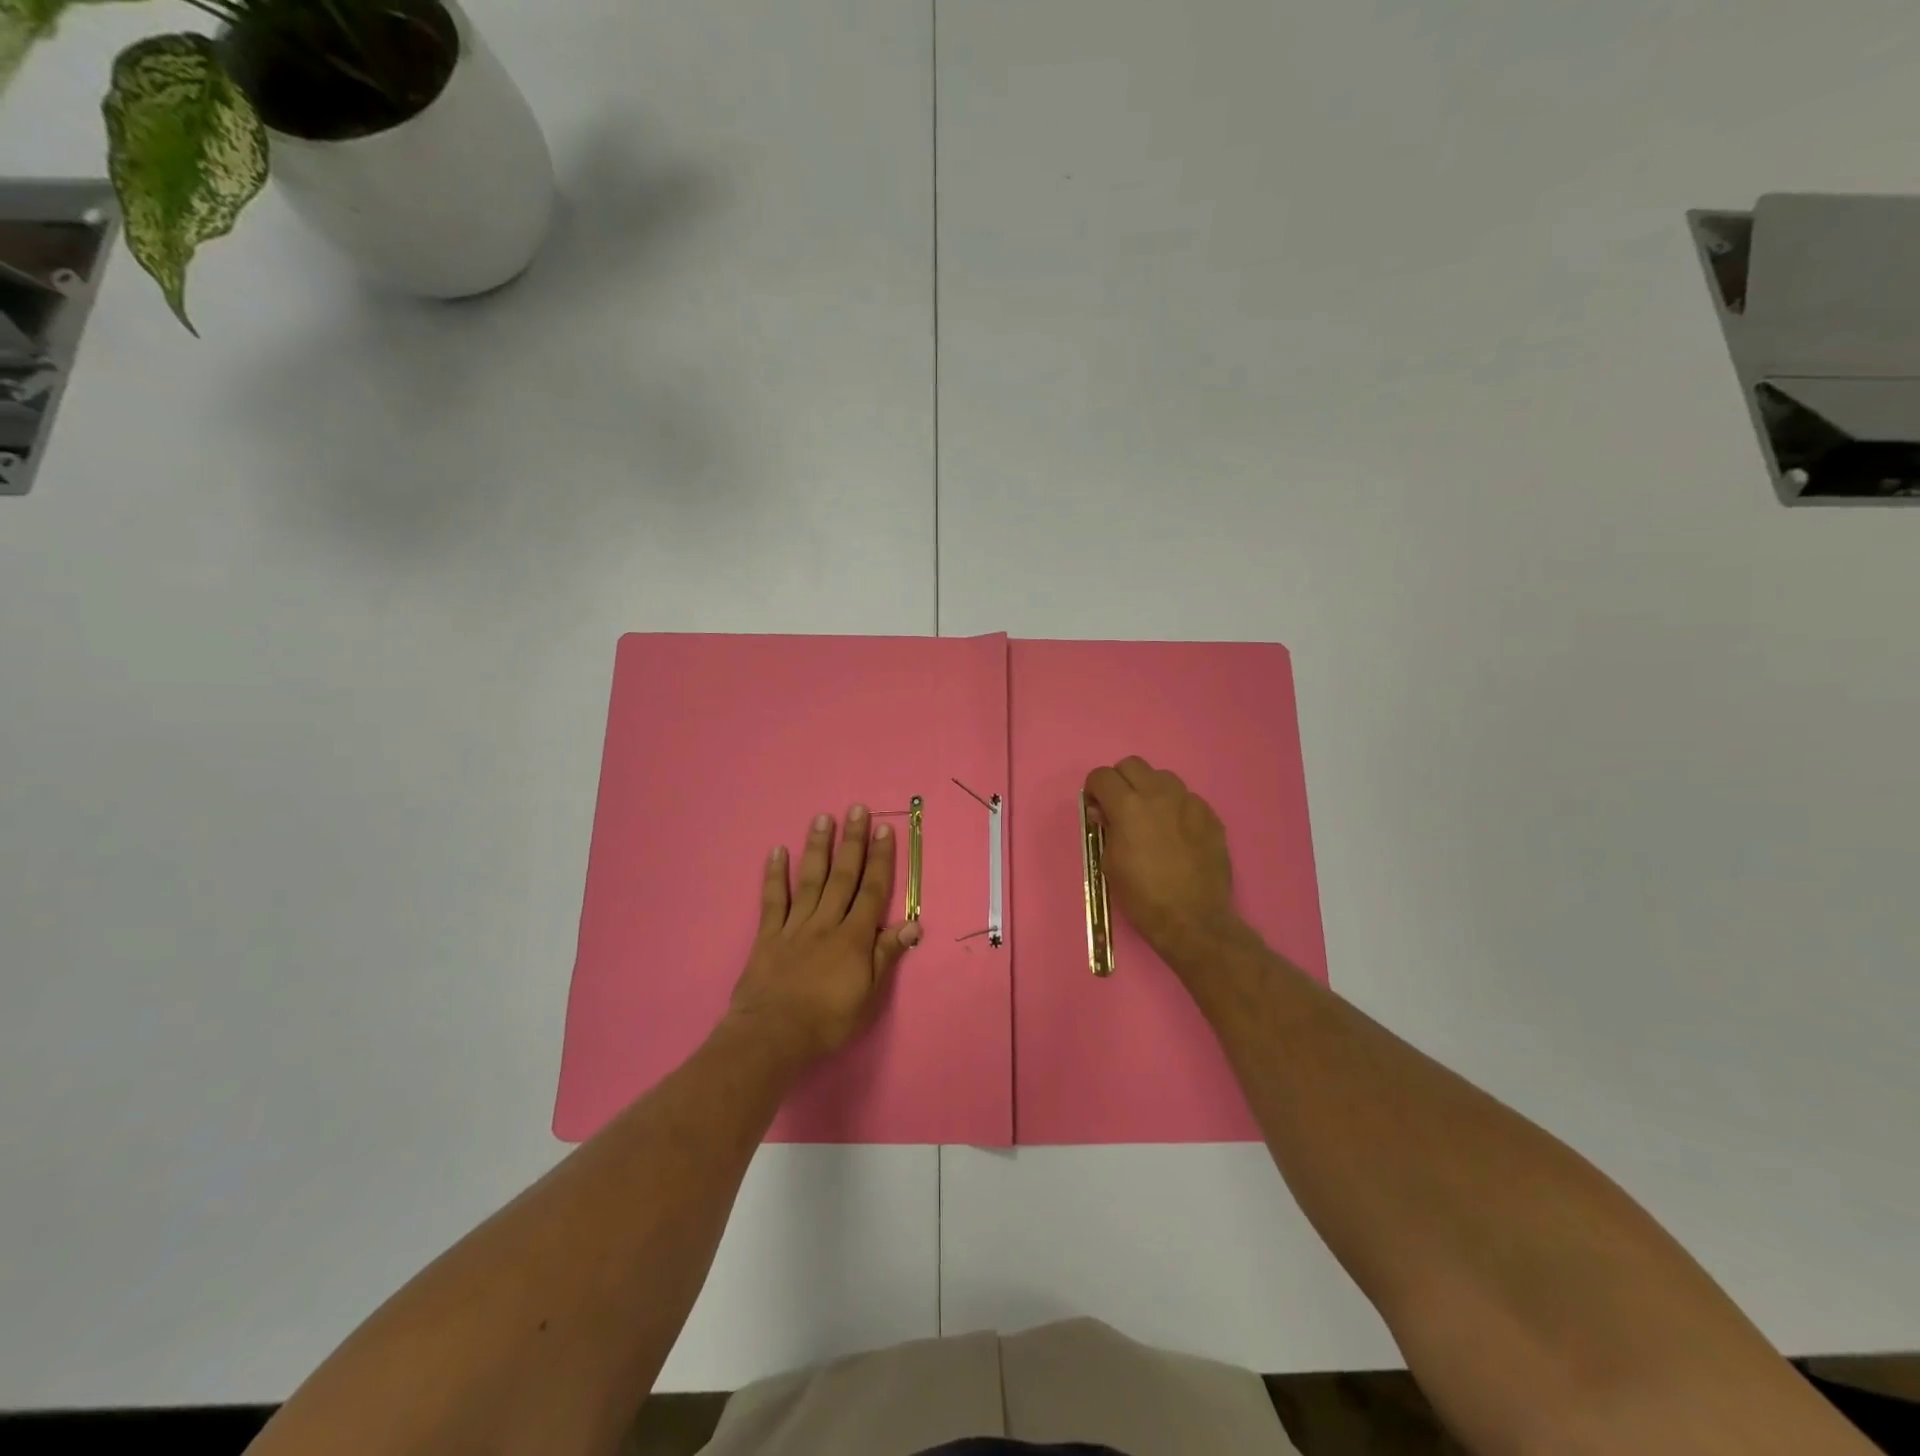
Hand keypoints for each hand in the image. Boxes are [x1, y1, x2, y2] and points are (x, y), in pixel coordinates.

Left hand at [727, 806, 921, 1063]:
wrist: (773, 1036)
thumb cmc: (828, 1020)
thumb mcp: (869, 995)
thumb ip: (887, 956)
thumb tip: (913, 923)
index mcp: (854, 937)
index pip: (872, 890)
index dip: (880, 859)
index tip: (884, 829)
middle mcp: (826, 922)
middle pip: (842, 876)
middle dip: (852, 841)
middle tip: (856, 809)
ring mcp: (795, 926)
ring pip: (809, 880)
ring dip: (817, 847)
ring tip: (822, 818)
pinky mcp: (768, 936)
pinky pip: (773, 900)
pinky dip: (775, 875)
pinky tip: (777, 851)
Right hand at [1083, 756, 1238, 963]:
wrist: (1193, 919)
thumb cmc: (1142, 897)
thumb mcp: (1109, 864)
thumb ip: (1106, 828)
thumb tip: (1105, 812)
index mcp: (1127, 806)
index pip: (1102, 775)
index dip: (1094, 790)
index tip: (1097, 809)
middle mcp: (1158, 794)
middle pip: (1132, 764)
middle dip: (1121, 781)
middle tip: (1121, 808)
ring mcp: (1189, 802)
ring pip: (1163, 777)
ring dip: (1150, 790)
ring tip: (1151, 817)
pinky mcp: (1210, 815)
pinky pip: (1187, 799)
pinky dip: (1176, 808)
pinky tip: (1177, 834)